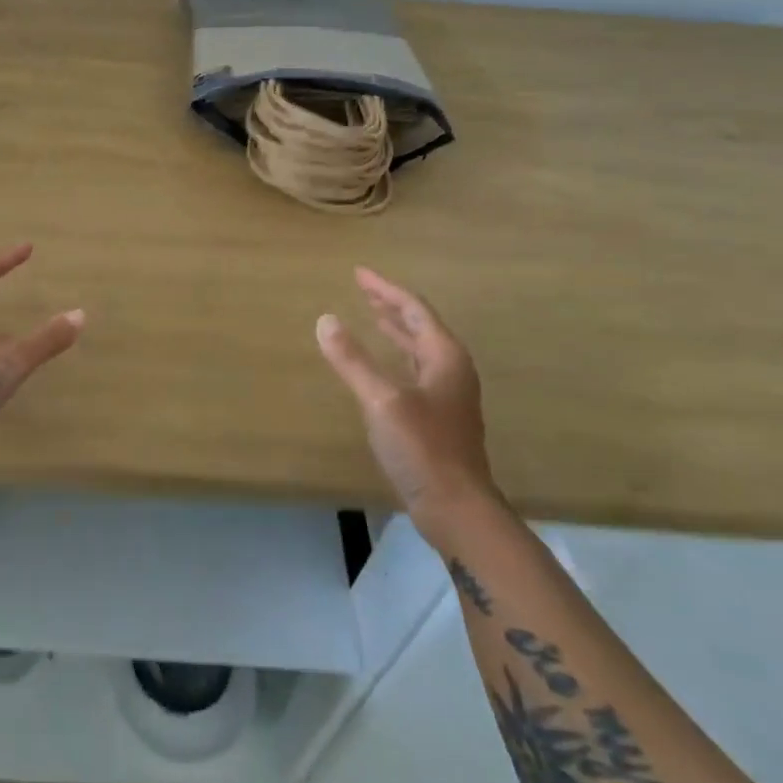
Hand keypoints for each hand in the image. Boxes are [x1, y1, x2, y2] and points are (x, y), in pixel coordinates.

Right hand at [315, 267, 495, 530]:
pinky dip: (395, 357)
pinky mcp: (438, 417)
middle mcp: (450, 369)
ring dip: (394, 331)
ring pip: (418, 349)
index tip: (358, 273)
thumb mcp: (382, 400)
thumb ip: (353, 360)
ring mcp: (447, 395)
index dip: (384, 289)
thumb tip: (325, 320)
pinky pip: (414, 370)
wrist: (457, 508)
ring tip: (371, 316)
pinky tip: (381, 365)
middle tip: (362, 288)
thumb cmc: (422, 448)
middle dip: (389, 306)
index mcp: (444, 356)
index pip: (413, 309)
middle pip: (419, 326)